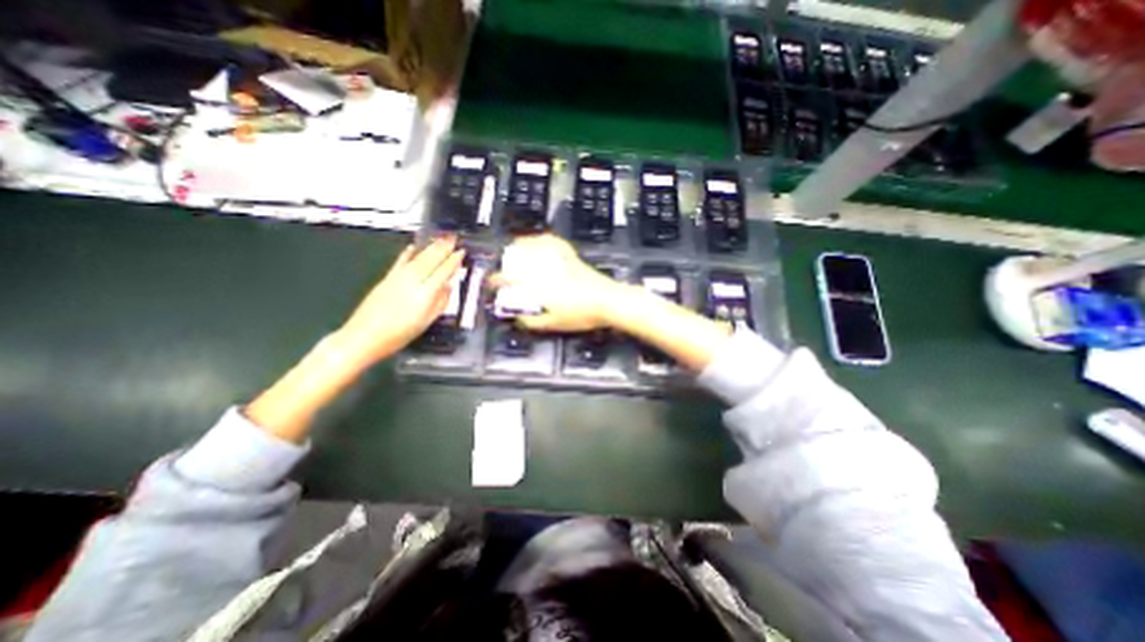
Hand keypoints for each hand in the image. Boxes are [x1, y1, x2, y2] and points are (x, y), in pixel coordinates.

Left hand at [335, 236, 464, 365]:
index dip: (454, 261)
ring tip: (440, 238)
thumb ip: (440, 302)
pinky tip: (413, 246)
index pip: (443, 272)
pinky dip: (408, 252)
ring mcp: (398, 277)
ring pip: (418, 257)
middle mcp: (412, 281)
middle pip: (431, 260)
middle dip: (443, 248)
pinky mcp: (387, 278)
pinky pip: (401, 261)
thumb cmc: (399, 334)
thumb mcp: (426, 322)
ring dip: (430, 247)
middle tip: (453, 238)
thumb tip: (448, 287)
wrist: (364, 336)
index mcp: (425, 294)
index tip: (461, 253)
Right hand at [485, 233, 624, 333]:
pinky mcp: (569, 255)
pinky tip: (537, 240)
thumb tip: (517, 319)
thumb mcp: (553, 324)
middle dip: (504, 263)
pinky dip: (540, 239)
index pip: (509, 279)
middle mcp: (544, 267)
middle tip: (501, 270)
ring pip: (532, 246)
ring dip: (518, 248)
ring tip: (512, 251)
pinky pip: (551, 241)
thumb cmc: (580, 314)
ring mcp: (557, 258)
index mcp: (537, 284)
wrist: (607, 301)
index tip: (490, 283)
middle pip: (517, 259)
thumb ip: (531, 321)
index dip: (496, 281)